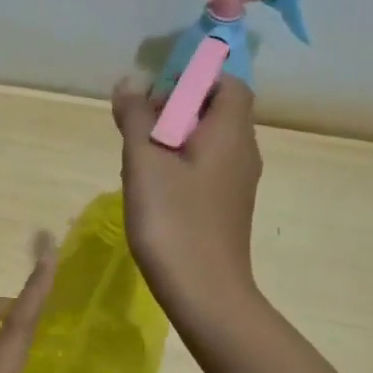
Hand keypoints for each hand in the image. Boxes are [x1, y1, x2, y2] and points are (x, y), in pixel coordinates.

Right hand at [112, 74, 262, 328]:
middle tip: (138, 125)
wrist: (205, 294)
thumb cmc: (174, 221)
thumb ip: (135, 117)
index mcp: (230, 133)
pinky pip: (206, 168)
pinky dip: (181, 165)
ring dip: (174, 138)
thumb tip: (130, 82)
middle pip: (216, 111)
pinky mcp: (227, 207)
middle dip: (176, 108)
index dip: (194, 79)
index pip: (228, 84)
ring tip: (138, 158)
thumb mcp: (144, 163)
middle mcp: (242, 152)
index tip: (156, 93)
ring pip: (208, 142)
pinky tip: (153, 189)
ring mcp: (237, 183)